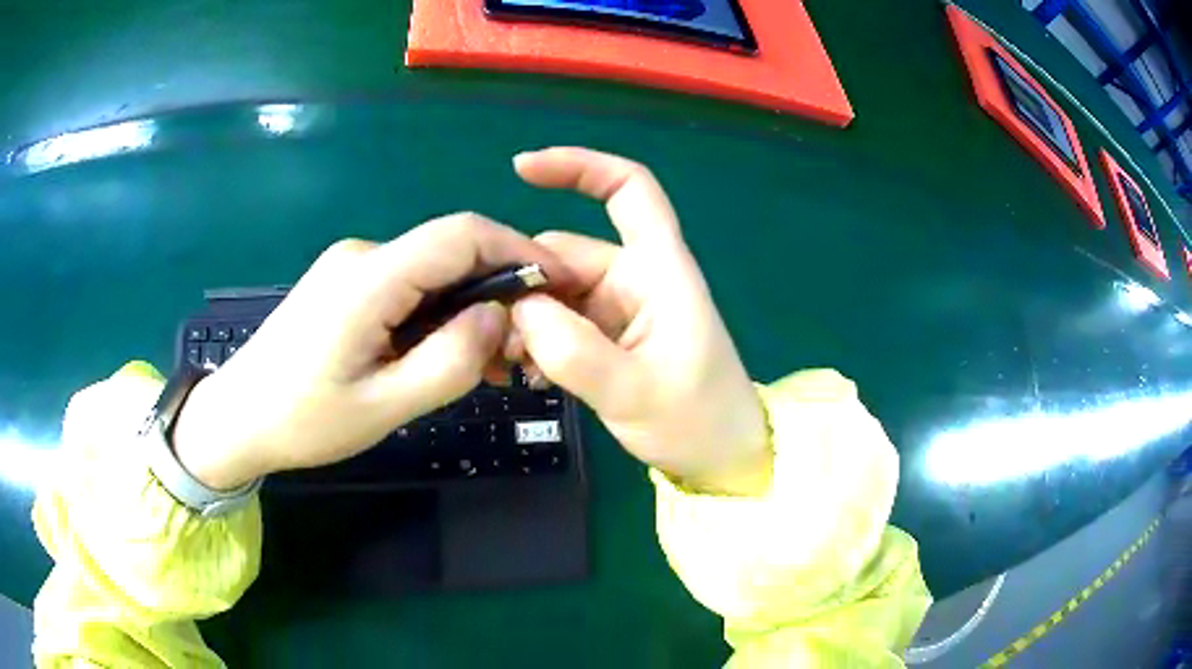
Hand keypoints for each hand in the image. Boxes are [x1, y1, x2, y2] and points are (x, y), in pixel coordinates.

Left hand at [172, 214, 569, 489]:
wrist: (238, 417)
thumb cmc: (303, 420)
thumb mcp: (384, 407)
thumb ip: (450, 361)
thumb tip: (499, 316)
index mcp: (370, 278)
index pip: (462, 234)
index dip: (519, 250)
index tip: (558, 286)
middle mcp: (363, 256)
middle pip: (450, 252)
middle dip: (498, 290)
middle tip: (521, 349)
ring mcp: (351, 267)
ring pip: (431, 272)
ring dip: (468, 308)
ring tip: (487, 364)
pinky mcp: (346, 284)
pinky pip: (407, 287)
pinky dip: (439, 314)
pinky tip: (443, 353)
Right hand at [509, 148, 771, 495]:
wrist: (721, 460)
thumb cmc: (697, 422)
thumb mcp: (635, 393)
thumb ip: (574, 352)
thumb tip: (518, 308)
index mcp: (659, 270)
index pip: (629, 189)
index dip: (580, 167)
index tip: (521, 169)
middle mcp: (636, 278)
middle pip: (565, 252)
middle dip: (524, 283)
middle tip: (495, 336)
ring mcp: (619, 309)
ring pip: (554, 290)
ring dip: (525, 319)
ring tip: (511, 365)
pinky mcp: (608, 337)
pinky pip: (559, 321)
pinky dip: (537, 338)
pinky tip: (527, 373)